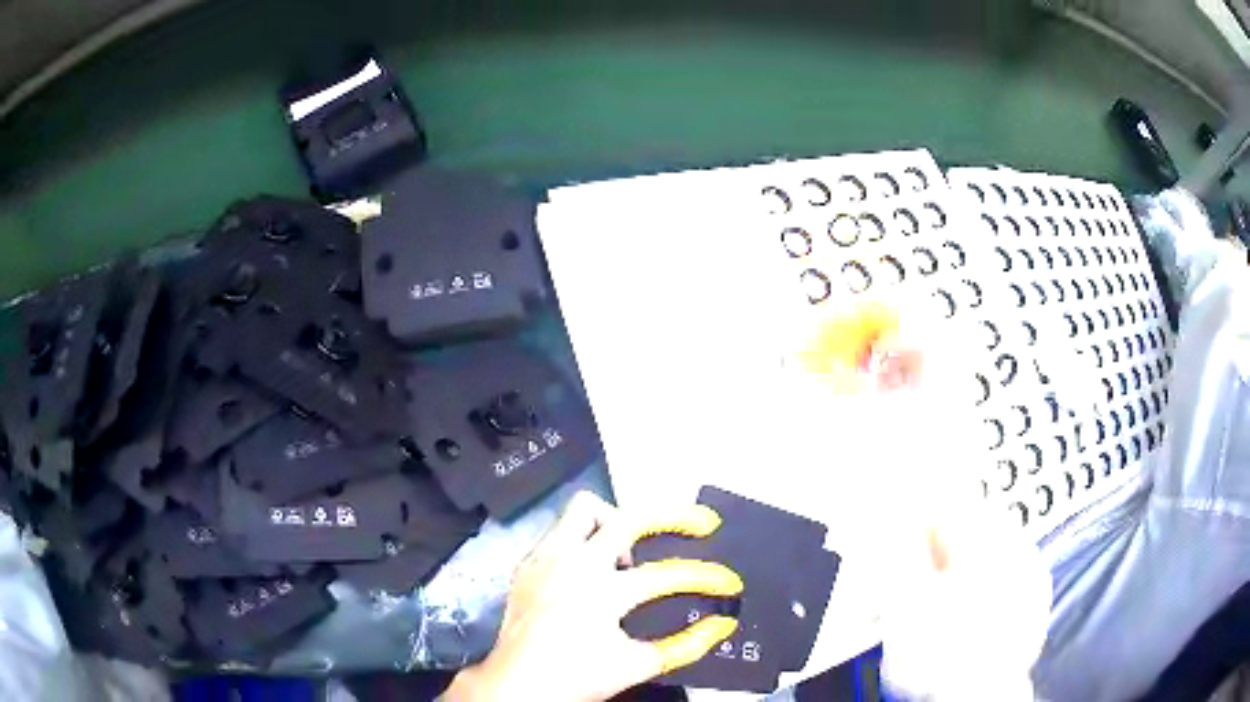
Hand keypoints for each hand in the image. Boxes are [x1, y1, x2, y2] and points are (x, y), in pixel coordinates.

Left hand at [443, 492, 741, 701]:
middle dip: (674, 516)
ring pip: (584, 509)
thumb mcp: (636, 665)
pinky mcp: (527, 563)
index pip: (669, 575)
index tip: (728, 583)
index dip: (708, 577)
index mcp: (604, 591)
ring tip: (631, 552)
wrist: (516, 684)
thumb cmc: (574, 677)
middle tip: (697, 523)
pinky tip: (589, 568)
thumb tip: (721, 626)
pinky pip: (558, 531)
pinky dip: (580, 540)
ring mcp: (546, 558)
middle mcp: (575, 563)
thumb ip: (685, 645)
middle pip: (632, 517)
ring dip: (616, 522)